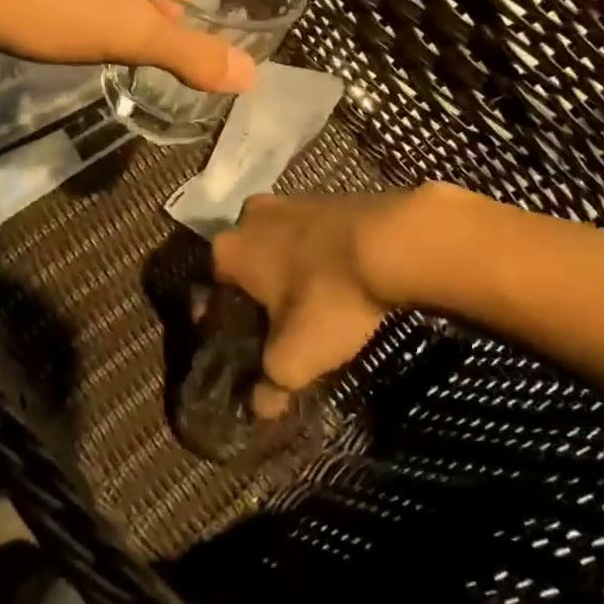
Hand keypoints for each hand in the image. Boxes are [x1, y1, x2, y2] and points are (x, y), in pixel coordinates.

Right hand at [213, 189, 437, 419]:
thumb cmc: (329, 297)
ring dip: (286, 270)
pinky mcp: (326, 197)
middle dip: (254, 291)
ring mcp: (289, 200)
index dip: (219, 320)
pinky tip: (335, 280)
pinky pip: (308, 232)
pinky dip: (314, 255)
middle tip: (275, 325)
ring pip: (276, 243)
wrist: (395, 242)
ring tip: (309, 305)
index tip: (238, 344)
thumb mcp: (296, 357)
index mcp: (228, 248)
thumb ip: (270, 384)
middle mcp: (249, 216)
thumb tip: (259, 407)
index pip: (209, 288)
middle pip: (243, 262)